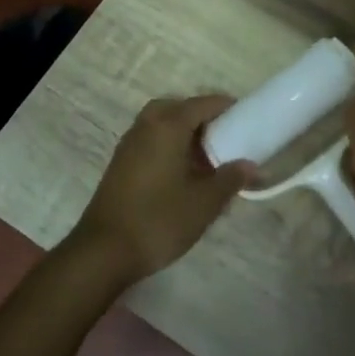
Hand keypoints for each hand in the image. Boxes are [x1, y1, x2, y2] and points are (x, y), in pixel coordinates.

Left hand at [69, 96, 255, 283]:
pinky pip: (150, 139)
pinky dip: (168, 144)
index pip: (203, 104)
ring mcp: (129, 144)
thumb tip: (251, 166)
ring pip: (161, 123)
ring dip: (184, 132)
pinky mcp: (120, 164)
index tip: (247, 119)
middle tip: (224, 137)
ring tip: (206, 157)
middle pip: (179, 108)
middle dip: (202, 117)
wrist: (103, 252)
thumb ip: (230, 179)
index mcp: (168, 126)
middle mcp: (146, 126)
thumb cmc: (159, 220)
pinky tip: (182, 173)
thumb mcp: (204, 203)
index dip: (227, 108)